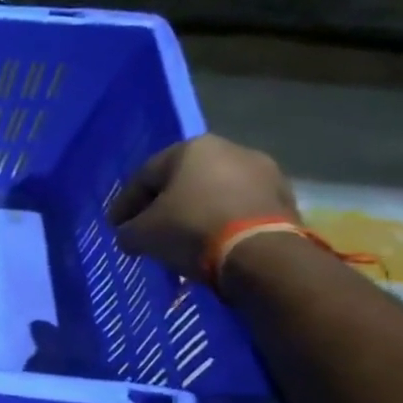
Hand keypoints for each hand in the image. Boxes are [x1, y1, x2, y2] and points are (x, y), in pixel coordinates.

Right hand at [107, 134, 298, 280]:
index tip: (116, 227)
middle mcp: (230, 150)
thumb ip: (128, 230)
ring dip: (196, 214)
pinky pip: (240, 210)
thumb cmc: (191, 230)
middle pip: (182, 182)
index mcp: (192, 148)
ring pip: (214, 194)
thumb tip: (129, 235)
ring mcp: (264, 173)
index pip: (145, 176)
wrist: (261, 255)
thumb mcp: (142, 234)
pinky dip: (222, 224)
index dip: (126, 204)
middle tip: (149, 231)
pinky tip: (211, 244)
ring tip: (182, 241)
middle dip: (164, 206)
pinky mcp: (286, 199)